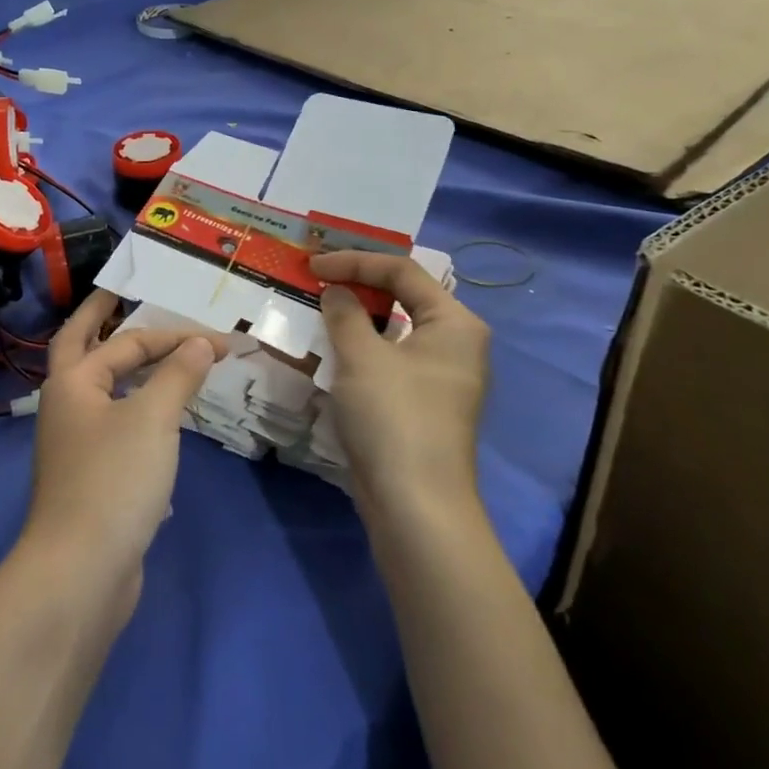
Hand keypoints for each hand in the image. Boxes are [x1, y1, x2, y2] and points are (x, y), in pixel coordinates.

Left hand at [19, 290, 217, 614]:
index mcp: (73, 382)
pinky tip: (162, 427)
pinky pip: (114, 432)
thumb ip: (178, 375)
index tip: (220, 341)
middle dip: (100, 320)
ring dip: (126, 372)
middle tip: (119, 295)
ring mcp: (75, 445)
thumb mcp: (153, 418)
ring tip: (157, 358)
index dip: (173, 335)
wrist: (81, 573)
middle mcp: (67, 406)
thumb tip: (199, 343)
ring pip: (101, 393)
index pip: (126, 342)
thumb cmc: (114, 480)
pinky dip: (136, 417)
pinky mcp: (90, 480)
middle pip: (82, 348)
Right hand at [311, 251, 491, 522]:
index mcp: (454, 322)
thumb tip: (336, 292)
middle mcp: (455, 344)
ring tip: (317, 310)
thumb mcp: (361, 356)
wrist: (416, 507)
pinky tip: (328, 352)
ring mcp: (440, 377)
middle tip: (316, 279)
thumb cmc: (394, 416)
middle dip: (356, 286)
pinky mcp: (421, 405)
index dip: (355, 261)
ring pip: (392, 332)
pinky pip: (388, 361)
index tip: (313, 265)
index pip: (402, 271)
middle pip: (401, 298)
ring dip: (354, 319)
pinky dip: (359, 351)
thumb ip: (345, 313)